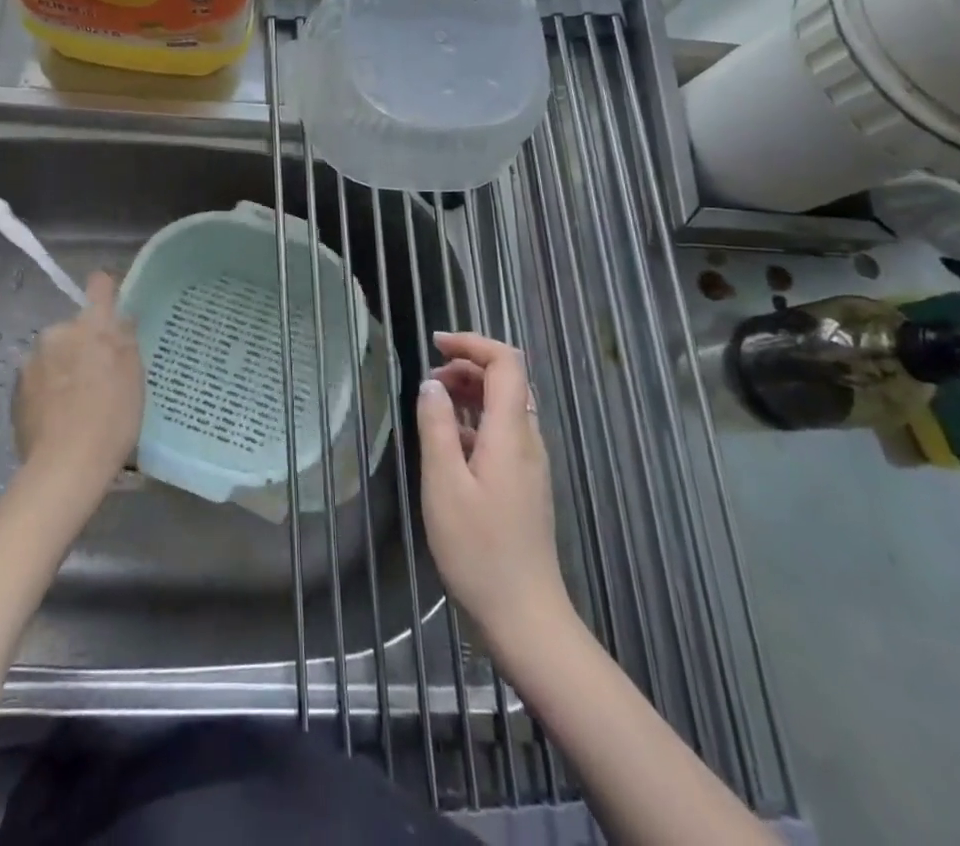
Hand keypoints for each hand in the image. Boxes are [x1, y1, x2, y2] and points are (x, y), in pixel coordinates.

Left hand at [12, 272, 144, 502]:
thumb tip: (119, 318)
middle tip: (101, 375)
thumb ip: (126, 339)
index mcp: (90, 325)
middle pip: (74, 327)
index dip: (107, 290)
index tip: (114, 308)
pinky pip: (39, 379)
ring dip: (65, 367)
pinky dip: (49, 390)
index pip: (99, 285)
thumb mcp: (134, 376)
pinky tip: (60, 417)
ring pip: (54, 354)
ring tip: (78, 402)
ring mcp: (31, 362)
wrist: (64, 467)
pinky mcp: (15, 391)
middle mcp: (56, 333)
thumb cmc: (111, 416)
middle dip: (84, 343)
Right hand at [416, 332, 566, 650]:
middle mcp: (528, 440)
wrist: (525, 618)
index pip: (506, 362)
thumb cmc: (479, 550)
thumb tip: (431, 385)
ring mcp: (530, 464)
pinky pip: (503, 433)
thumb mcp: (444, 484)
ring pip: (505, 406)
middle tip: (428, 380)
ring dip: (470, 393)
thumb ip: (437, 427)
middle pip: (508, 380)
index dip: (473, 342)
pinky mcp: (525, 484)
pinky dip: (475, 421)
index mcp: (511, 432)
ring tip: (432, 406)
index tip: (435, 344)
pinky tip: (448, 445)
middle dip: (468, 365)